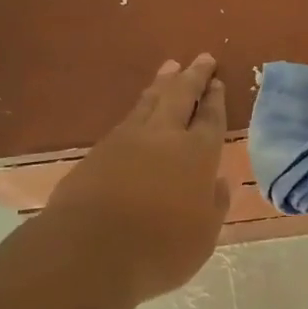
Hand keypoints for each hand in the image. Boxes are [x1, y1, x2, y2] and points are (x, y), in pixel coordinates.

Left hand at [47, 54, 231, 301]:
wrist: (89, 250)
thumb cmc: (159, 249)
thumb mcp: (203, 236)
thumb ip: (213, 205)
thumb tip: (218, 182)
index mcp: (196, 155)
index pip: (210, 119)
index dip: (215, 100)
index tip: (217, 82)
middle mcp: (163, 137)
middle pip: (180, 96)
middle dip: (193, 77)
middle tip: (202, 58)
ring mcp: (127, 140)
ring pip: (149, 101)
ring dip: (163, 83)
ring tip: (170, 68)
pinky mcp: (98, 151)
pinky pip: (126, 119)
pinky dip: (139, 107)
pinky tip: (139, 110)